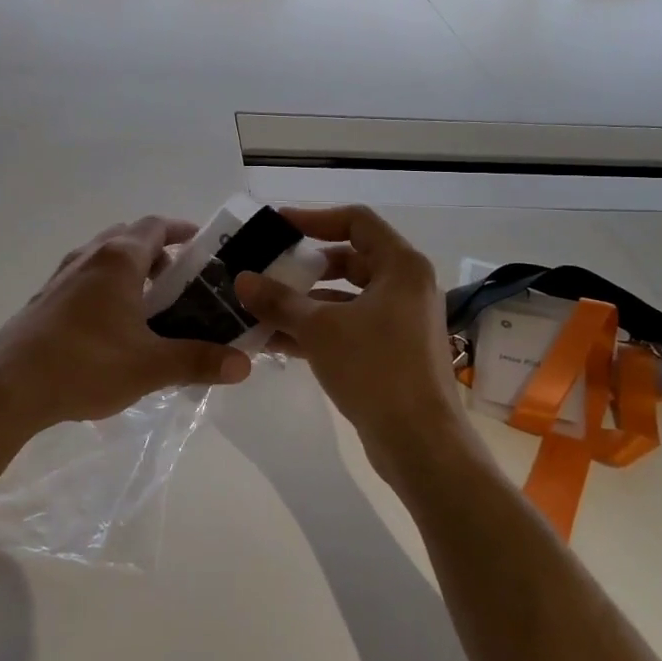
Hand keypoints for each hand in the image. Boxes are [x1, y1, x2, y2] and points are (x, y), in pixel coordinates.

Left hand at [0, 215, 251, 438]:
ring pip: (104, 258)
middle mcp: (88, 257)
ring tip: (152, 303)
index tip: (204, 244)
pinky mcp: (45, 299)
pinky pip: (85, 279)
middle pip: (129, 237)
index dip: (182, 230)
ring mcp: (61, 276)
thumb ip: (198, 361)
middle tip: (182, 279)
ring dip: (130, 270)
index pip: (156, 226)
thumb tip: (244, 364)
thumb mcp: (150, 366)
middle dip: (158, 251)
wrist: (8, 388)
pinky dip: (107, 287)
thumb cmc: (85, 365)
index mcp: (117, 260)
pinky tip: (113, 326)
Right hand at [235, 206, 471, 487]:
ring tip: (260, 307)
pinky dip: (317, 329)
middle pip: (350, 259)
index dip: (314, 218)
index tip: (277, 227)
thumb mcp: (319, 329)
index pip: (356, 221)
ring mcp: (400, 321)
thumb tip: (242, 280)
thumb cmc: (375, 369)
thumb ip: (279, 300)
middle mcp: (405, 287)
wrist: (420, 442)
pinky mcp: (391, 352)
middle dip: (305, 266)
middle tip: (266, 268)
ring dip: (305, 302)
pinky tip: (275, 340)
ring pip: (346, 298)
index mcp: (401, 266)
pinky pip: (348, 327)